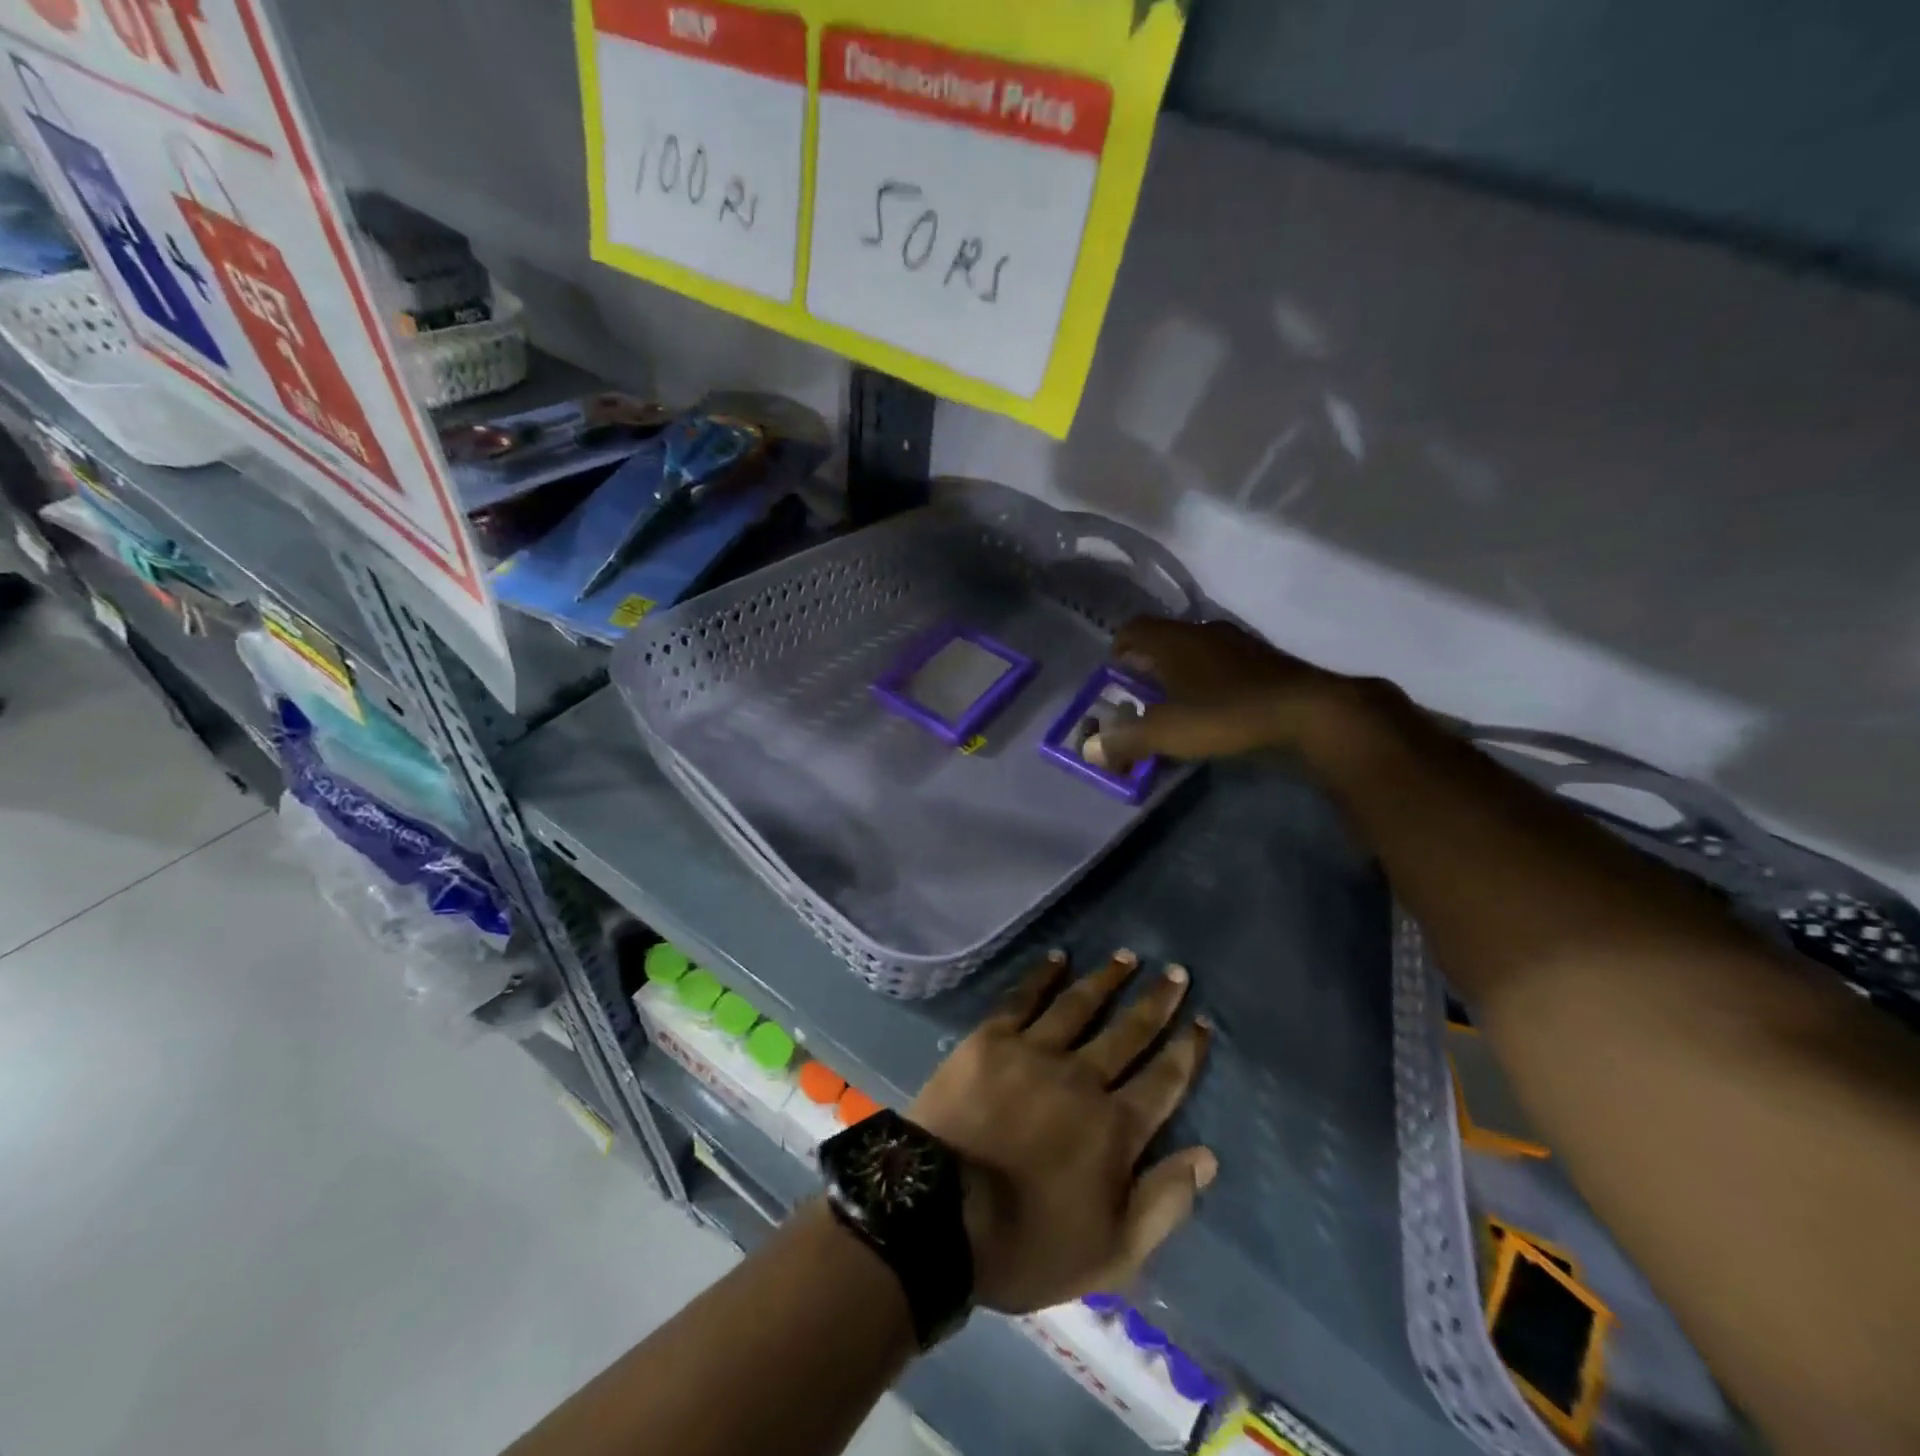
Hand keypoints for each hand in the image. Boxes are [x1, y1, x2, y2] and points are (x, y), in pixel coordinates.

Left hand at [907, 949, 1214, 1313]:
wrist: (939, 1215)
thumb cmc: (1027, 1244)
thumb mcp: (1111, 1253)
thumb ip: (1163, 1203)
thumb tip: (1207, 1157)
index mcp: (1114, 1127)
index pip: (1163, 1080)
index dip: (1186, 1050)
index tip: (1202, 1022)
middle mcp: (1081, 1077)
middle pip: (1128, 1032)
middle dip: (1156, 1002)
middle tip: (1176, 973)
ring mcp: (1033, 1052)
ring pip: (1080, 1005)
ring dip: (1106, 979)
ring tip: (1127, 956)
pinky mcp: (990, 1039)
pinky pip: (1022, 998)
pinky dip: (1042, 975)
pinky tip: (1058, 957)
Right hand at [1087, 617, 1368, 770]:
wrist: (1309, 712)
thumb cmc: (1226, 714)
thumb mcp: (1166, 732)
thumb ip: (1124, 740)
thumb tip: (1088, 749)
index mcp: (1174, 640)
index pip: (1134, 629)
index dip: (1119, 648)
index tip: (1114, 672)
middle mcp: (1204, 631)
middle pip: (1165, 638)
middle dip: (1149, 663)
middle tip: (1140, 692)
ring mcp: (1240, 643)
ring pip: (1198, 650)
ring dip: (1183, 672)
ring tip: (1178, 703)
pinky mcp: (1267, 661)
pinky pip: (1225, 664)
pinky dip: (1212, 680)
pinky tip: (1217, 707)